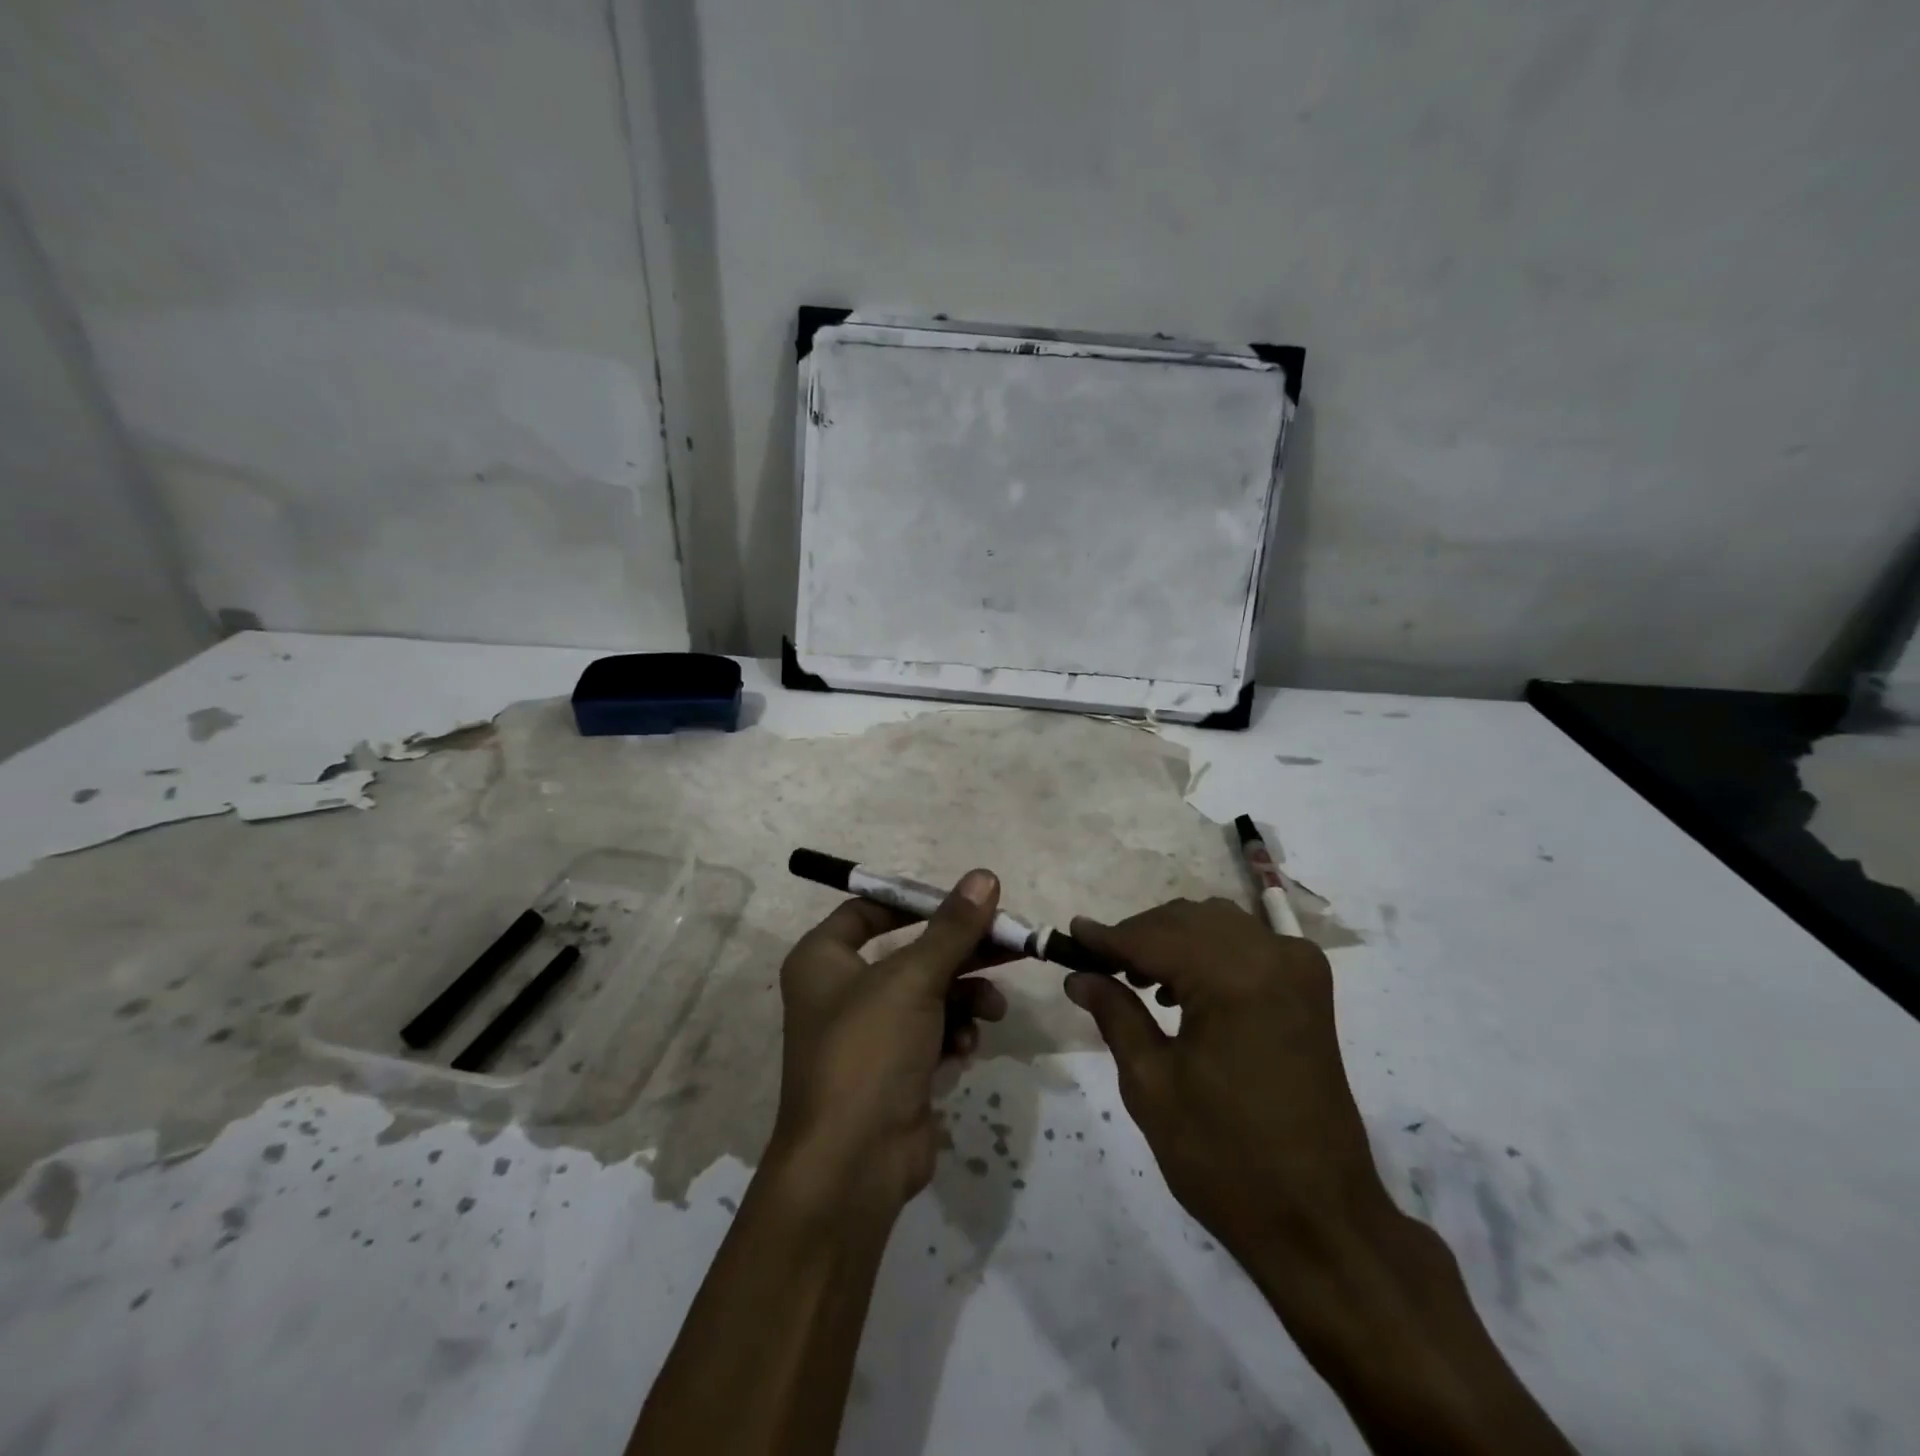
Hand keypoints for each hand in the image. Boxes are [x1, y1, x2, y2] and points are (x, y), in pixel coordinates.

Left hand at [769, 869, 1008, 1213]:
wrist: (853, 1165)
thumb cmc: (869, 1051)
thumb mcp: (913, 978)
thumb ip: (953, 927)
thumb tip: (985, 876)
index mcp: (822, 959)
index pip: (868, 910)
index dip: (915, 901)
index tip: (963, 900)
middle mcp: (841, 991)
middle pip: (912, 952)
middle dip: (962, 951)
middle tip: (1012, 940)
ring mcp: (869, 1034)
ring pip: (929, 994)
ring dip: (966, 996)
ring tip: (993, 1008)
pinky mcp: (895, 1070)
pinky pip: (933, 1033)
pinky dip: (954, 1033)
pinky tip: (968, 1045)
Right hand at [1064, 897, 1393, 1265]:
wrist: (1321, 1220)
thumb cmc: (1226, 1159)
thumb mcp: (1152, 1085)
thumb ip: (1115, 1014)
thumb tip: (1079, 975)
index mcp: (1234, 979)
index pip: (1154, 938)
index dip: (1107, 937)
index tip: (1068, 935)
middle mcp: (1272, 956)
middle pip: (1187, 920)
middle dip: (1138, 936)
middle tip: (1098, 966)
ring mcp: (1298, 968)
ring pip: (1217, 924)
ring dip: (1172, 939)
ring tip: (1136, 978)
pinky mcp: (1310, 988)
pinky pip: (1247, 944)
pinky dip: (1208, 951)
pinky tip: (1182, 987)